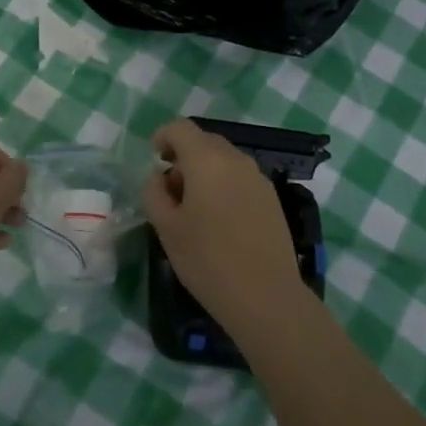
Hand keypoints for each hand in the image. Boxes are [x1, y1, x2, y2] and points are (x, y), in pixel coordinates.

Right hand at [142, 119, 303, 337]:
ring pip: (224, 159)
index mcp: (207, 160)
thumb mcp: (166, 228)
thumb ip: (154, 193)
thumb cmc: (208, 260)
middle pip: (204, 141)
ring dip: (204, 171)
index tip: (154, 159)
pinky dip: (224, 184)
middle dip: (183, 155)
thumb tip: (159, 177)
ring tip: (194, 208)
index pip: (180, 128)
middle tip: (170, 189)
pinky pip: (240, 177)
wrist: (266, 297)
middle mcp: (236, 159)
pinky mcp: (272, 198)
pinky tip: (219, 219)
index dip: (162, 137)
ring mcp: (258, 178)